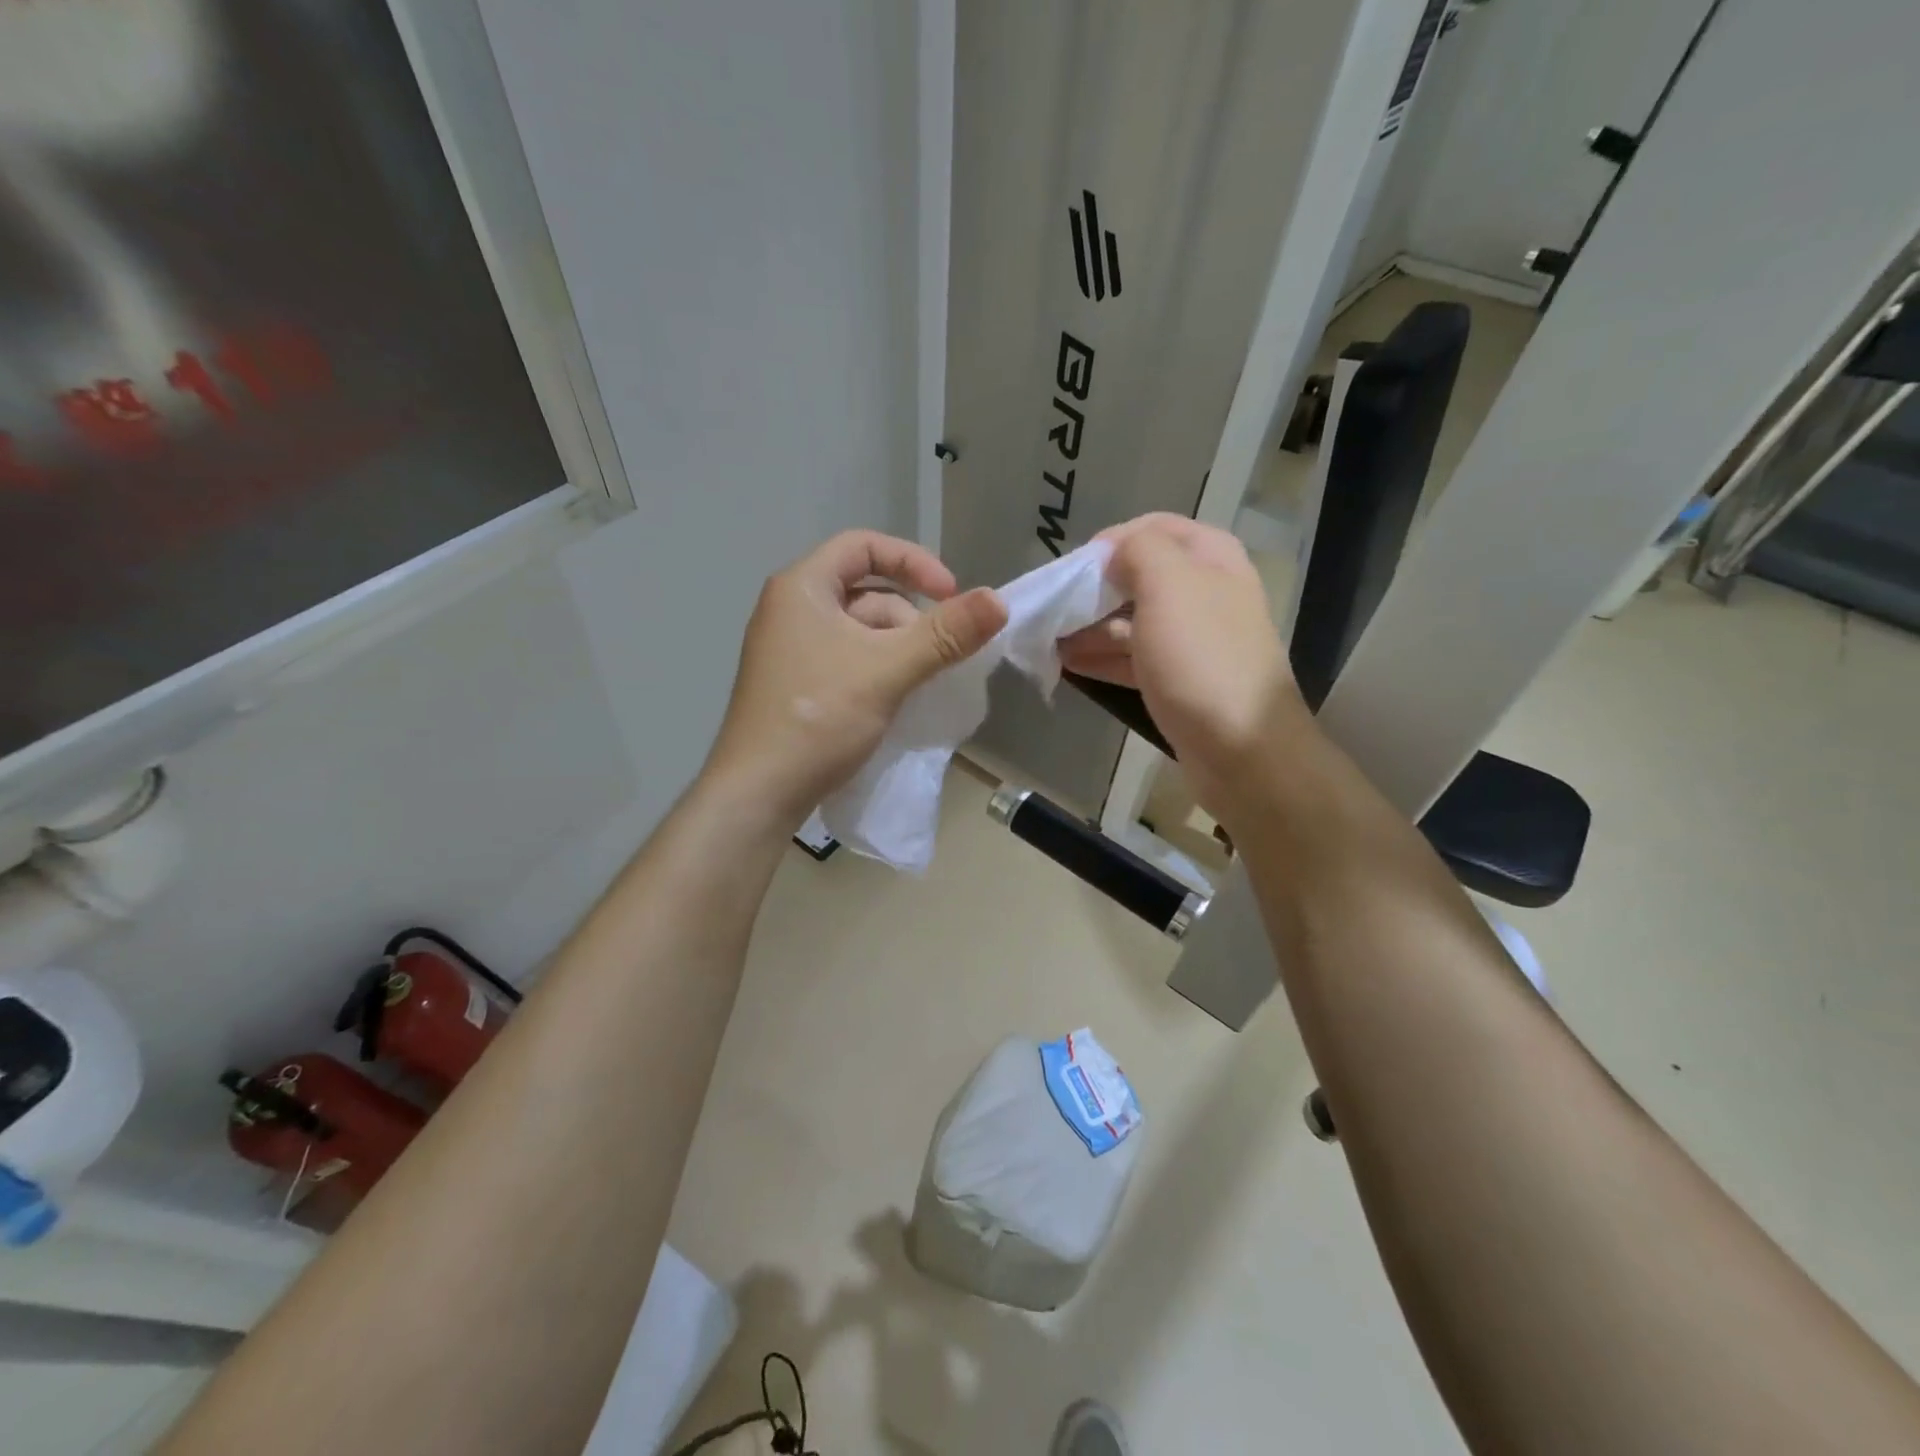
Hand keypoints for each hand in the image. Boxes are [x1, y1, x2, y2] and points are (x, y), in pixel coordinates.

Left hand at [705, 530, 1007, 823]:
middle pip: (865, 591)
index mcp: (801, 587)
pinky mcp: (794, 685)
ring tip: (919, 683)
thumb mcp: (888, 670)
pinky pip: (846, 660)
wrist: (757, 793)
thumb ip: (945, 634)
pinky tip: (895, 699)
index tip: (950, 595)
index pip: (863, 546)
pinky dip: (877, 669)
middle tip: (938, 654)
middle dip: (909, 618)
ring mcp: (789, 650)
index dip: (914, 562)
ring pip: (858, 631)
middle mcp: (790, 610)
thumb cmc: (818, 717)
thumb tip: (999, 601)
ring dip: (896, 648)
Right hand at [1059, 513, 1300, 811]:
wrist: (1242, 748)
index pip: (1154, 528)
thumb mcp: (1169, 586)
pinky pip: (1135, 659)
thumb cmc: (1202, 659)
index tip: (1073, 569)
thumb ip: (1138, 550)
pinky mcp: (1181, 680)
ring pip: (1133, 621)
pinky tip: (1069, 666)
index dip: (1110, 542)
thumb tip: (1113, 553)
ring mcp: (1194, 640)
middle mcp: (1206, 592)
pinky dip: (1103, 658)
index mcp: (1211, 558)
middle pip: (1140, 577)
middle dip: (1094, 590)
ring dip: (1091, 627)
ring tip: (1049, 640)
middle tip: (1054, 608)